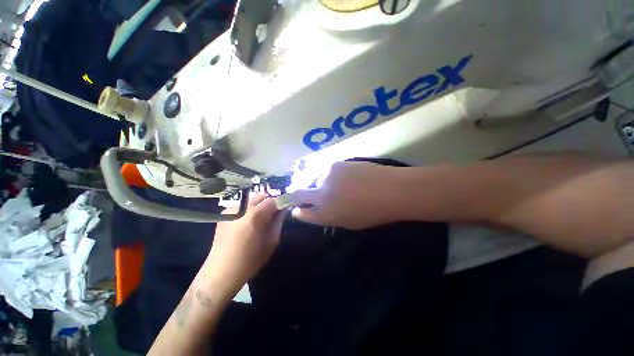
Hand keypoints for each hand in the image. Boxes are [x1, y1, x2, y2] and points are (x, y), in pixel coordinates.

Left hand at [203, 193, 286, 293]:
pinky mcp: (224, 213)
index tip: (284, 208)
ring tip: (259, 219)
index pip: (273, 200)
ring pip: (251, 199)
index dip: (281, 203)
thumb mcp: (271, 241)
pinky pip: (242, 205)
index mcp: (255, 216)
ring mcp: (231, 209)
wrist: (221, 271)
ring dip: (259, 205)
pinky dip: (248, 209)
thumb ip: (278, 222)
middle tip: (272, 215)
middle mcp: (242, 208)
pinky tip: (246, 222)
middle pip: (261, 196)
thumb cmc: (251, 260)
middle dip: (269, 202)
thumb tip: (284, 209)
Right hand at [289, 162, 404, 228]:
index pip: (301, 213)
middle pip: (297, 194)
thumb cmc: (373, 213)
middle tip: (305, 196)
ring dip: (320, 183)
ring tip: (336, 184)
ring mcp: (325, 177)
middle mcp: (320, 195)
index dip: (298, 211)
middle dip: (297, 196)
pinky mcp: (334, 164)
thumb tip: (319, 209)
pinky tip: (344, 176)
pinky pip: (326, 171)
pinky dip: (330, 175)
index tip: (299, 209)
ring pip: (314, 180)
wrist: (390, 190)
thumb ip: (329, 217)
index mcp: (324, 214)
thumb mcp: (348, 223)